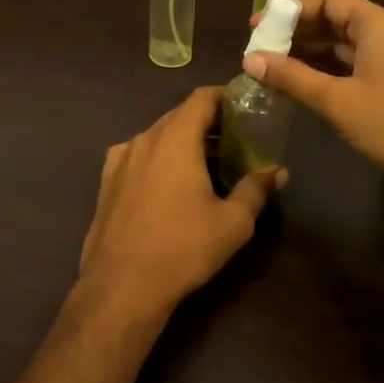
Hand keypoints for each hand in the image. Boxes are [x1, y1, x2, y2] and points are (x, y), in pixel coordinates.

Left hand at [78, 87, 282, 318]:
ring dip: (182, 141)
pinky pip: (138, 156)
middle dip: (207, 122)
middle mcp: (144, 139)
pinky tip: (169, 183)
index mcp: (175, 139)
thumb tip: (277, 170)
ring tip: (207, 164)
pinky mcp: (106, 181)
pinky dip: (158, 158)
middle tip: (234, 139)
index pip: (201, 98)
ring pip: (157, 136)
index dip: (224, 97)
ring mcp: (120, 159)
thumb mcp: (232, 222)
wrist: (122, 285)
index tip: (244, 108)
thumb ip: (256, 189)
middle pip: (179, 115)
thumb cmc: (182, 248)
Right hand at [245, 0, 383, 207]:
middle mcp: (383, 35)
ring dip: (304, 54)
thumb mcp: (336, 100)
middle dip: (294, 32)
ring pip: (338, 47)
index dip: (291, 8)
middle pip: (332, 20)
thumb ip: (291, 77)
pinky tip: (296, 88)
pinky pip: (347, 69)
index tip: (258, 26)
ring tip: (268, 69)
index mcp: (375, 24)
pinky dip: (320, 74)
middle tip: (257, 50)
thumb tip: (249, 58)